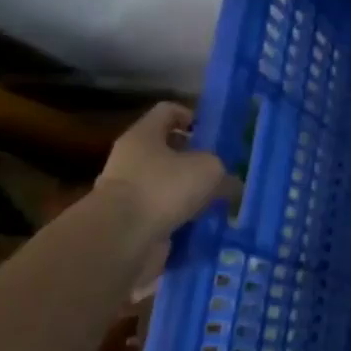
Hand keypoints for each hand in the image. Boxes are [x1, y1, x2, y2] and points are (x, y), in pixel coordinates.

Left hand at [95, 102, 232, 238]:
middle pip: (167, 151)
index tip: (213, 133)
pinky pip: (165, 214)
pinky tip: (205, 224)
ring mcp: (129, 193)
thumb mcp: (209, 169)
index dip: (192, 116)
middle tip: (223, 170)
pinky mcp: (132, 222)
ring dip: (191, 193)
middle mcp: (131, 160)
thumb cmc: (163, 188)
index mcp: (144, 136)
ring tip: (220, 201)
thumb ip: (223, 171)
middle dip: (196, 160)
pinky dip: (183, 218)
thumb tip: (231, 184)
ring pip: (168, 185)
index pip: (168, 111)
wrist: (119, 240)